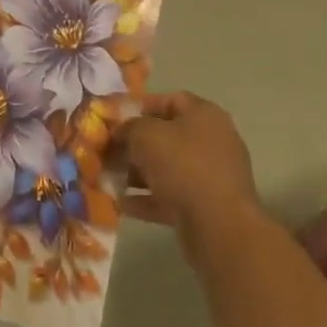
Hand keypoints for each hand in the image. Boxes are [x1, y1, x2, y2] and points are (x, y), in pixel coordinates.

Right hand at [116, 91, 261, 250]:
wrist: (218, 226)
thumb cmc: (182, 166)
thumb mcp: (146, 135)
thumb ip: (128, 127)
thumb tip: (121, 133)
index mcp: (204, 116)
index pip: (170, 100)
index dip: (140, 106)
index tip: (115, 120)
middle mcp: (212, 142)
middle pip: (166, 136)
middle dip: (134, 144)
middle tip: (107, 152)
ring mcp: (211, 176)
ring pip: (167, 168)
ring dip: (137, 173)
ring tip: (109, 179)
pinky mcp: (206, 207)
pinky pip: (171, 196)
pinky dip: (147, 199)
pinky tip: (121, 204)